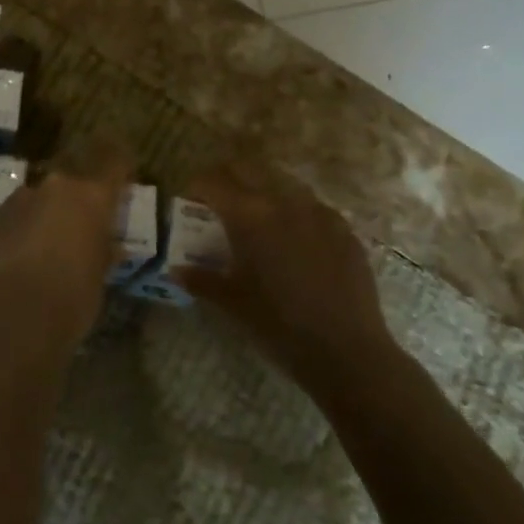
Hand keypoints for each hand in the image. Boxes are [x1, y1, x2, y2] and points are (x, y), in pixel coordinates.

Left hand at [0, 148, 129, 353]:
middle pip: (70, 187)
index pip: (113, 165)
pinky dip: (18, 234)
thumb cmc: (70, 300)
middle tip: (78, 233)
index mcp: (91, 198)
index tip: (122, 171)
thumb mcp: (98, 279)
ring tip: (42, 254)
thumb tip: (108, 245)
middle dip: (74, 206)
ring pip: (37, 202)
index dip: (119, 167)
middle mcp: (55, 188)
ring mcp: (19, 200)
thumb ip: (101, 252)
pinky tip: (16, 263)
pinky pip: (13, 220)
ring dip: (42, 218)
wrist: (10, 317)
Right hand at [174, 168, 399, 402]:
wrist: (348, 353)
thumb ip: (201, 280)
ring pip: (282, 185)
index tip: (192, 201)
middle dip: (228, 179)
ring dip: (264, 193)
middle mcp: (282, 200)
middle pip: (247, 170)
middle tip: (220, 203)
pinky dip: (296, 215)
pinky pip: (312, 208)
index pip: (213, 182)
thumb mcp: (232, 303)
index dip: (197, 187)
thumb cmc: (278, 325)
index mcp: (248, 215)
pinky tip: (298, 242)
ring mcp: (317, 211)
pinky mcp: (344, 228)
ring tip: (261, 221)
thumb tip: (176, 271)